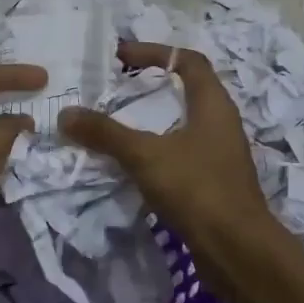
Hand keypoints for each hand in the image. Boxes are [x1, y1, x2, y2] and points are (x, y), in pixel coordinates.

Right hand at [60, 42, 275, 286]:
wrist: (237, 251)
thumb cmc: (197, 189)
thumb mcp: (146, 156)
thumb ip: (106, 133)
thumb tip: (66, 114)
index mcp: (214, 105)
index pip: (188, 60)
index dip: (155, 51)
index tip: (120, 56)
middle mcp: (221, 124)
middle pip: (185, 91)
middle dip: (149, 87)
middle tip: (113, 91)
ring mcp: (220, 155)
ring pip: (182, 125)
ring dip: (151, 122)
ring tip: (115, 126)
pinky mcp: (214, 183)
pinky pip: (181, 155)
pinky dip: (156, 152)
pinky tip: (133, 165)